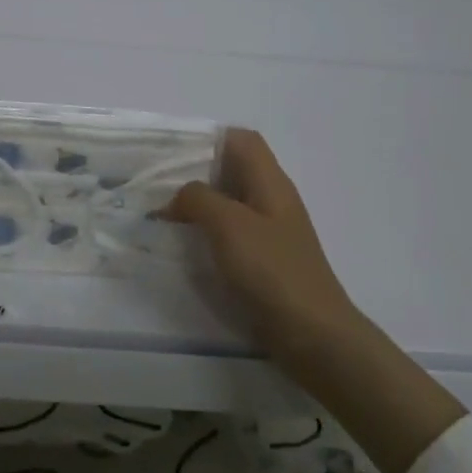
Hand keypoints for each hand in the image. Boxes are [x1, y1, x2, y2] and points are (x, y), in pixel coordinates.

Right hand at [164, 128, 463, 472]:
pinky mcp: (265, 261)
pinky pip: (233, 234)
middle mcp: (272, 200)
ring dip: (199, 204)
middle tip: (158, 183)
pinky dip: (208, 232)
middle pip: (234, 170)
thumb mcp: (229, 225)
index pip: (243, 140)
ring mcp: (271, 232)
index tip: (172, 151)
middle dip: (196, 172)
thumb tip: (176, 196)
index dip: (210, 138)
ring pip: (231, 202)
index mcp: (271, 182)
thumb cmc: (272, 271)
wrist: (313, 335)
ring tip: (163, 212)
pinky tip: (186, 245)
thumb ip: (198, 199)